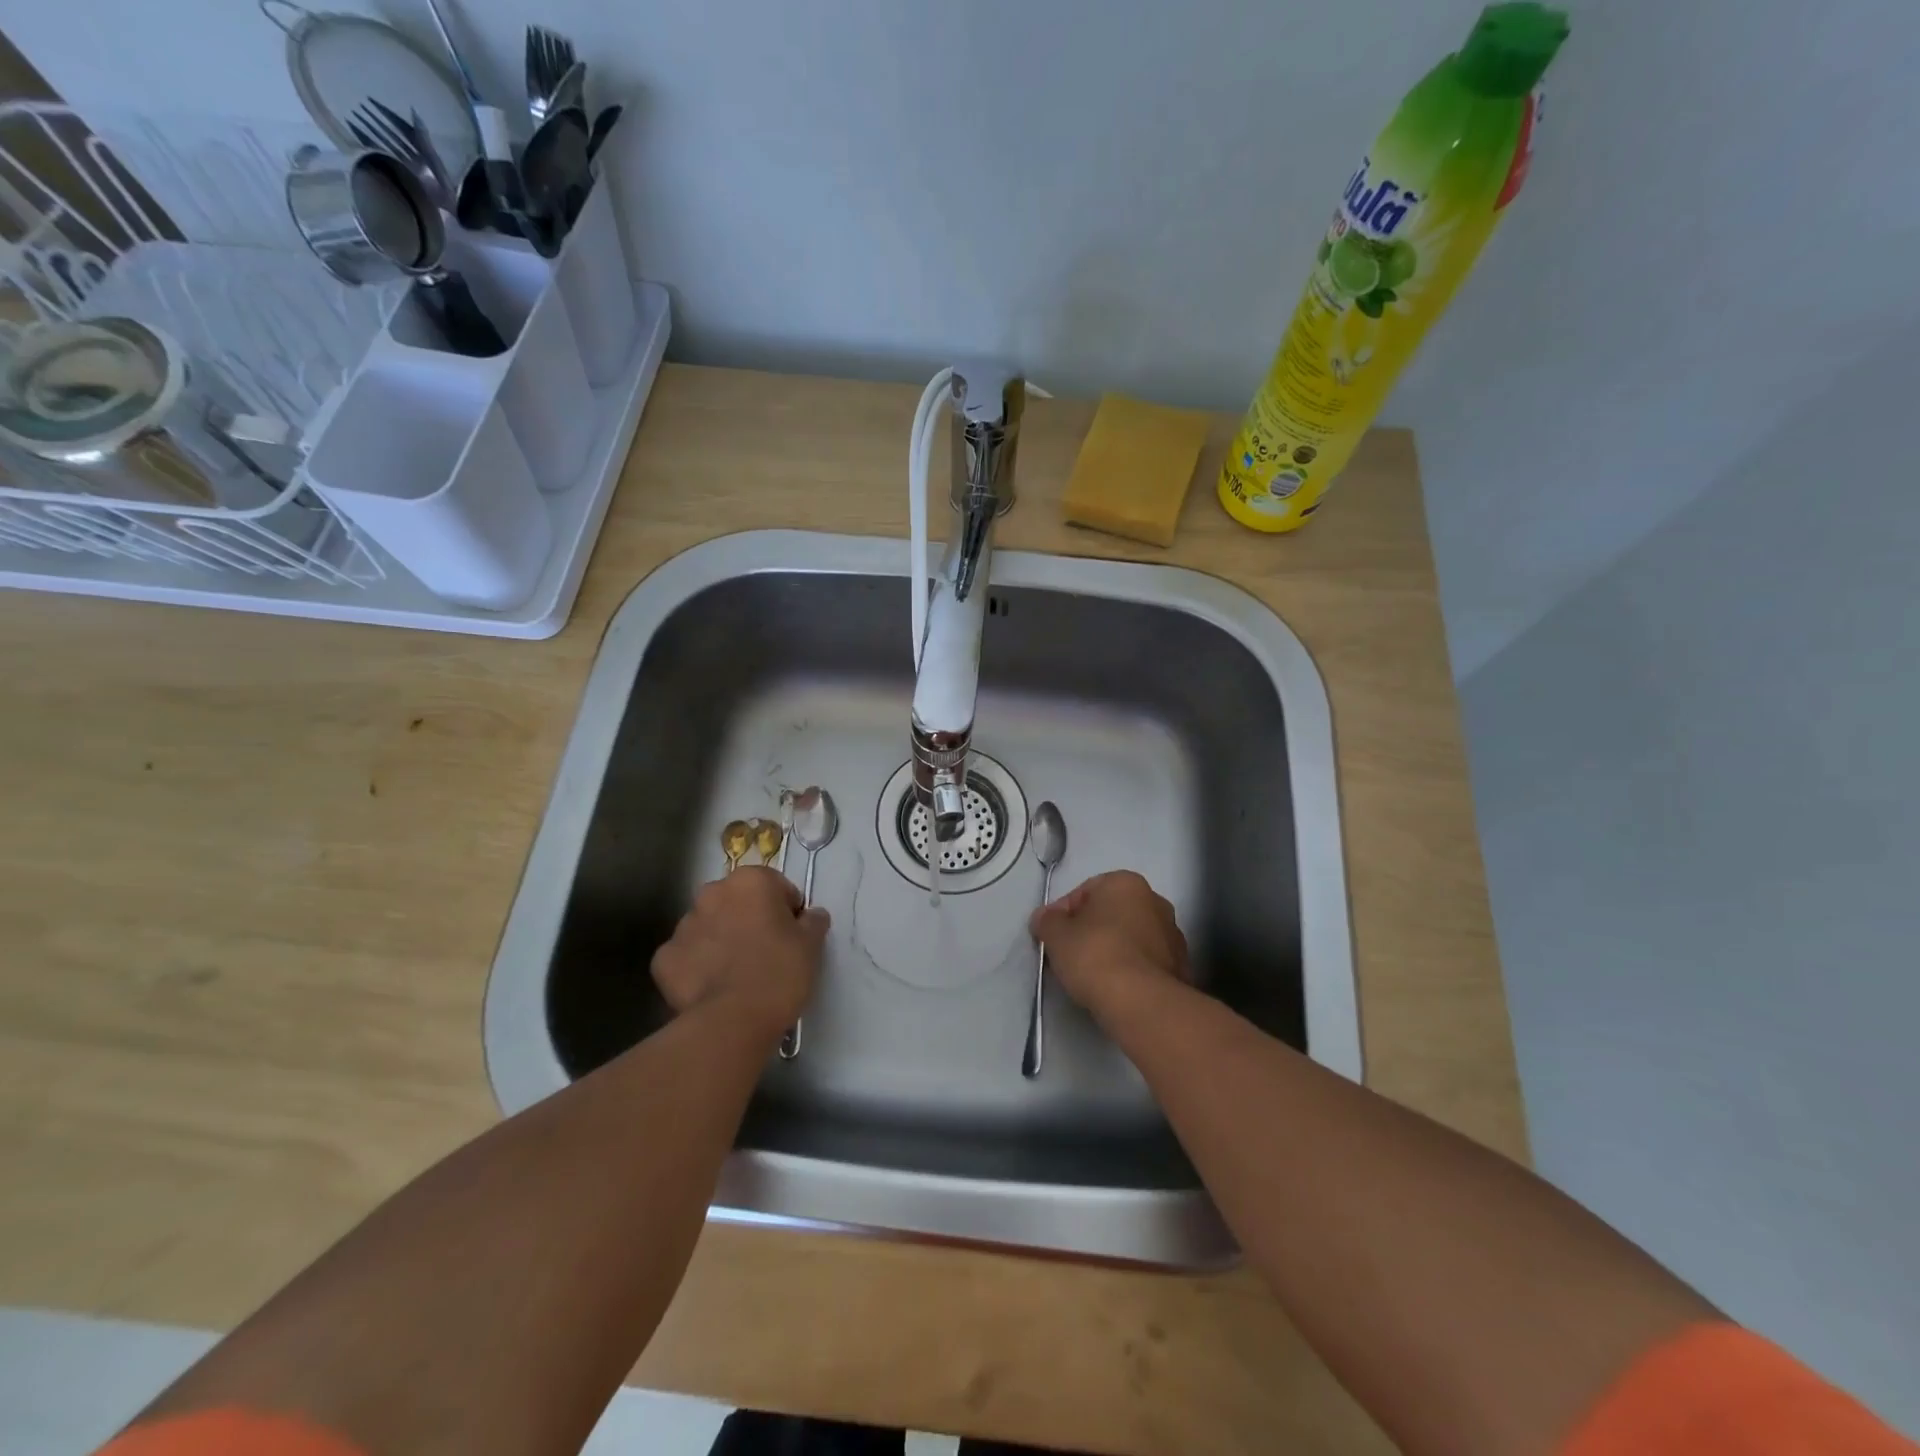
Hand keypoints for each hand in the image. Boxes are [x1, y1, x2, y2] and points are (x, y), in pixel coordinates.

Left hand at [651, 867, 828, 1036]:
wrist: (733, 1020)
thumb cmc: (779, 972)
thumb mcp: (811, 945)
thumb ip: (813, 921)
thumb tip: (810, 915)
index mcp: (749, 881)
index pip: (776, 886)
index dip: (787, 910)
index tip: (792, 936)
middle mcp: (712, 893)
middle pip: (737, 902)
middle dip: (749, 919)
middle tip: (766, 953)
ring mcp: (683, 926)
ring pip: (709, 927)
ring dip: (722, 940)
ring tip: (738, 974)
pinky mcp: (663, 959)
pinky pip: (686, 957)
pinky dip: (697, 967)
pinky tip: (713, 988)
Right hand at [1030, 870, 1189, 1021]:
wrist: (1142, 1002)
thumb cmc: (1095, 955)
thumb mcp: (1055, 935)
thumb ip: (1046, 921)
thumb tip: (1045, 918)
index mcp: (1126, 883)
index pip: (1084, 892)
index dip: (1062, 914)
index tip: (1052, 937)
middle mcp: (1155, 900)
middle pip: (1111, 913)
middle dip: (1090, 930)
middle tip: (1069, 955)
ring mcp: (1173, 934)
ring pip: (1130, 937)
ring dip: (1112, 950)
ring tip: (1091, 976)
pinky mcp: (1181, 966)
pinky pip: (1145, 962)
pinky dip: (1130, 969)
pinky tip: (1115, 988)